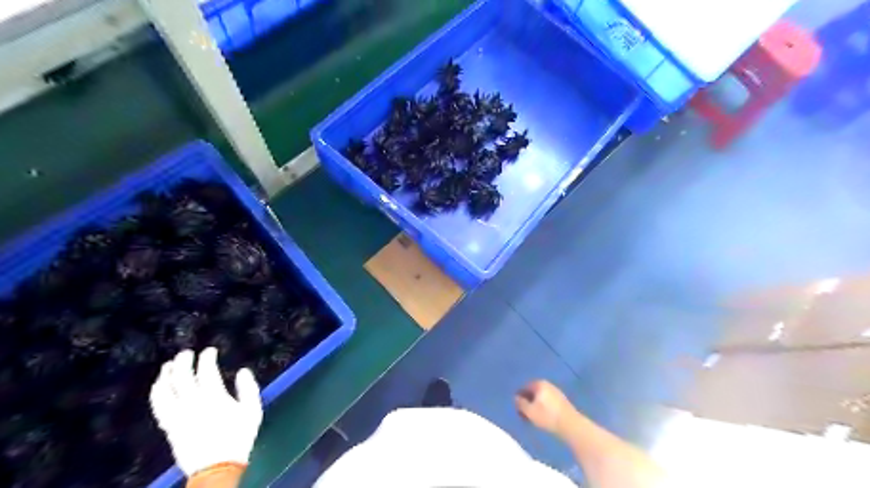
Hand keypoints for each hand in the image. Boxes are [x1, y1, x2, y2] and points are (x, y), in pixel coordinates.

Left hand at [149, 346, 261, 476]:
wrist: (216, 467)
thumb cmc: (239, 436)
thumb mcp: (253, 410)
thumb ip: (248, 388)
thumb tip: (243, 370)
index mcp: (214, 396)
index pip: (207, 370)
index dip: (207, 357)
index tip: (210, 350)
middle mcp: (192, 402)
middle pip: (182, 376)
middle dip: (184, 361)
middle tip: (186, 352)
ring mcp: (178, 414)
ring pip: (165, 390)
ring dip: (166, 375)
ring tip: (169, 366)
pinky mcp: (169, 426)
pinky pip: (158, 405)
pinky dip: (157, 392)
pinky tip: (159, 387)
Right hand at [511, 379, 575, 435]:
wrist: (571, 425)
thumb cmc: (547, 416)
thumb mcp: (529, 411)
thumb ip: (520, 403)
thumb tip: (516, 398)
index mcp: (539, 384)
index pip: (524, 388)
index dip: (519, 398)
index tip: (518, 409)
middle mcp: (548, 384)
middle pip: (533, 392)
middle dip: (528, 402)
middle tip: (525, 414)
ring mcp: (556, 392)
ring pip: (541, 398)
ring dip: (536, 406)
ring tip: (534, 418)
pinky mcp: (562, 401)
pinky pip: (548, 402)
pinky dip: (544, 408)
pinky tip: (544, 417)